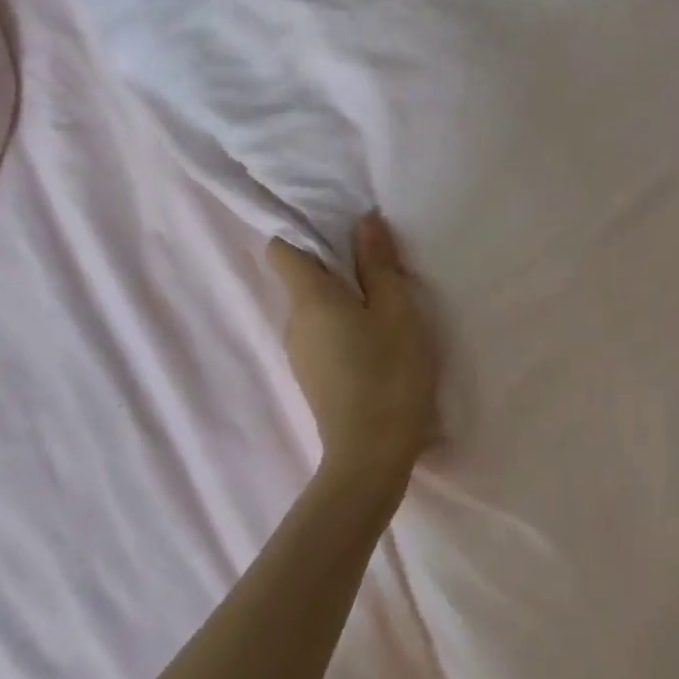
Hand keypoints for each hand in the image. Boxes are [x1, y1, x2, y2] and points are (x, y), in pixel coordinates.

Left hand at [267, 213, 441, 489]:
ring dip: (343, 294)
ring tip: (385, 298)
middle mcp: (293, 321)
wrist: (372, 457)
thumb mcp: (397, 310)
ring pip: (314, 306)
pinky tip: (376, 336)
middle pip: (301, 275)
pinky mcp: (312, 376)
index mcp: (309, 298)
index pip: (281, 249)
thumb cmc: (389, 373)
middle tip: (379, 260)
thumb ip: (379, 263)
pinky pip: (321, 331)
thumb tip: (363, 221)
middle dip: (335, 262)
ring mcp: (299, 352)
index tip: (339, 226)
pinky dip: (343, 322)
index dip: (304, 231)